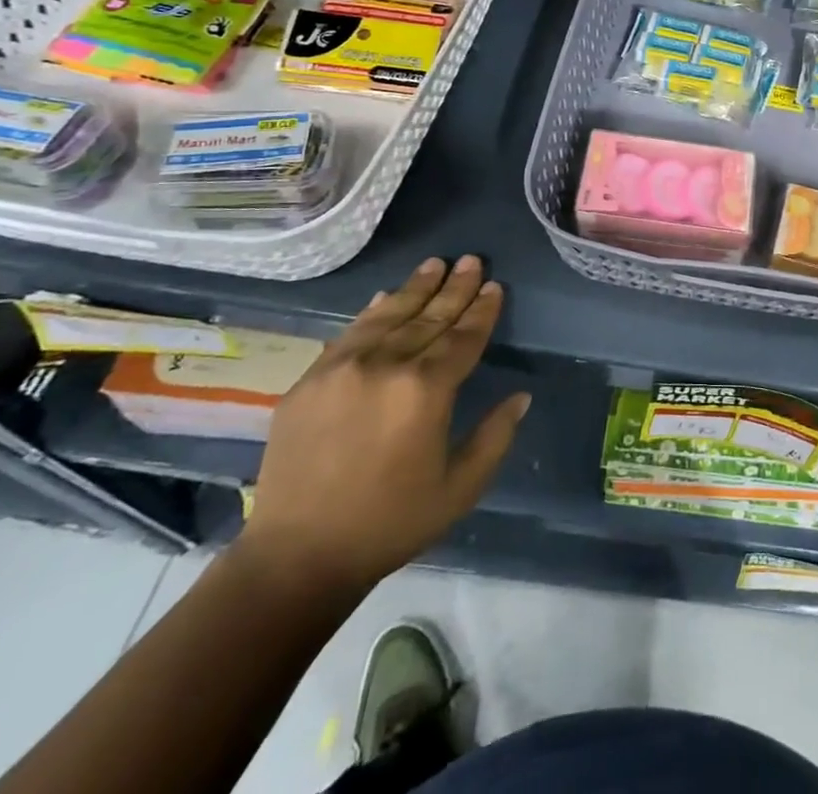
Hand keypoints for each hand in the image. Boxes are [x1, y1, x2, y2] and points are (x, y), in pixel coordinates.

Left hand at [238, 255, 528, 591]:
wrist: (296, 557)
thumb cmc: (389, 523)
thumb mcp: (459, 489)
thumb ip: (495, 437)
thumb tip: (521, 396)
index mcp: (426, 391)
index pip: (463, 337)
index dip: (482, 310)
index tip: (495, 285)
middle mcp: (386, 366)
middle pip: (430, 317)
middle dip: (455, 288)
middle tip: (472, 260)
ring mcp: (343, 368)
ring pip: (390, 316)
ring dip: (416, 288)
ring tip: (436, 263)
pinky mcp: (310, 380)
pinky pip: (349, 333)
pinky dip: (373, 311)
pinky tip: (386, 296)